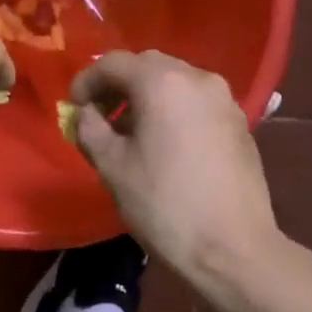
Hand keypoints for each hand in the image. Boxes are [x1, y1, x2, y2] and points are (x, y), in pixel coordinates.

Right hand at [68, 51, 279, 280]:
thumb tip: (85, 113)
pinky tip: (163, 144)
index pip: (113, 63)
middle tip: (98, 115)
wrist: (232, 248)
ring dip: (146, 97)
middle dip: (118, 85)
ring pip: (175, 82)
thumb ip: (90, 129)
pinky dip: (172, 109)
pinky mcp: (239, 123)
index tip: (73, 107)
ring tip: (129, 132)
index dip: (86, 81)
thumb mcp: (112, 166)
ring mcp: (224, 100)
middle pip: (147, 66)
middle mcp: (198, 79)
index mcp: (163, 83)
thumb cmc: (164, 204)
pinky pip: (195, 102)